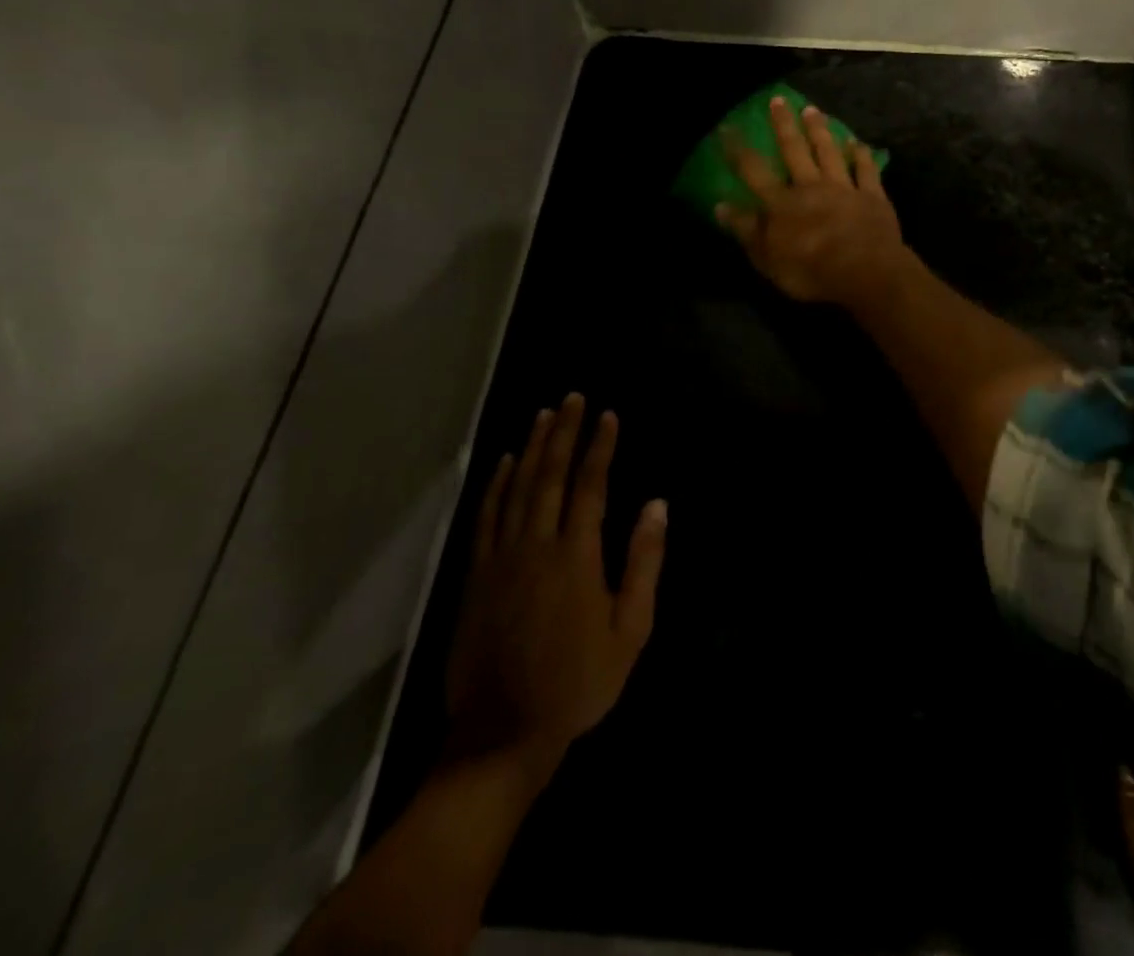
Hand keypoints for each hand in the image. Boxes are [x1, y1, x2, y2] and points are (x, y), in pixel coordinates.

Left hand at [443, 395, 666, 768]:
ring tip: (543, 416)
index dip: (600, 447)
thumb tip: (657, 506)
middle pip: (550, 475)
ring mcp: (500, 559)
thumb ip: (644, 563)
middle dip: (563, 433)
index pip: (590, 485)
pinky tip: (502, 464)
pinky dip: (495, 486)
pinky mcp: (475, 577)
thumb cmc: (578, 683)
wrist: (502, 735)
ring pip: (516, 489)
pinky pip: (486, 518)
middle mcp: (536, 545)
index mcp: (576, 556)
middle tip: (572, 398)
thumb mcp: (630, 630)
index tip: (608, 416)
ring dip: (530, 448)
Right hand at [716, 96, 909, 313]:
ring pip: (829, 152)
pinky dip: (861, 155)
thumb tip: (720, 206)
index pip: (754, 171)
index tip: (728, 127)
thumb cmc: (811, 270)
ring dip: (820, 131)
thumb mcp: (767, 259)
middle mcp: (810, 187)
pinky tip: (858, 143)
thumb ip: (746, 230)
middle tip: (778, 100)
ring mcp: (844, 188)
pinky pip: (866, 170)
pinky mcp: (872, 196)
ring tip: (812, 110)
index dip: (738, 149)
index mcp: (782, 203)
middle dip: (784, 125)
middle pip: (794, 150)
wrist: (865, 271)